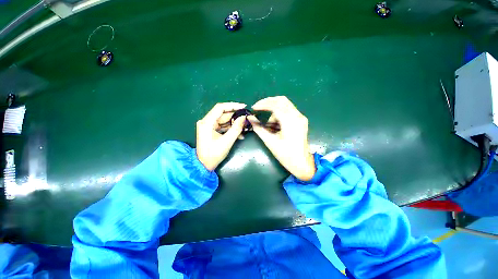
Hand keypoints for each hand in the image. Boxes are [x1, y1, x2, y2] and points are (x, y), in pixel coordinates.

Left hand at [196, 102, 247, 170]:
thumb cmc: (214, 154)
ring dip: (234, 124)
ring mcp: (208, 126)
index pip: (220, 108)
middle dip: (236, 116)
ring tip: (245, 127)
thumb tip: (244, 117)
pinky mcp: (211, 130)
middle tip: (247, 118)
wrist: (204, 165)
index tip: (244, 106)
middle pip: (223, 114)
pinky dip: (231, 129)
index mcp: (207, 122)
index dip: (233, 105)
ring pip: (224, 121)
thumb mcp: (227, 141)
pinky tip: (240, 134)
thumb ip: (236, 128)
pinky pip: (223, 126)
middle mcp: (206, 121)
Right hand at [248, 96, 315, 180]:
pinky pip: (288, 111)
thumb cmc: (286, 155)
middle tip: (258, 108)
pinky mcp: (301, 120)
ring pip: (285, 105)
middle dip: (268, 102)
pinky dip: (279, 114)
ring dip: (274, 111)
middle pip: (281, 100)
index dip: (263, 104)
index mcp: (290, 122)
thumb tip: (250, 118)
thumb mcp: (270, 142)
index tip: (253, 108)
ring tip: (269, 125)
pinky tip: (275, 125)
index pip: (275, 105)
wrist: (302, 163)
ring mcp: (301, 117)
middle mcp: (297, 116)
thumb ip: (259, 128)